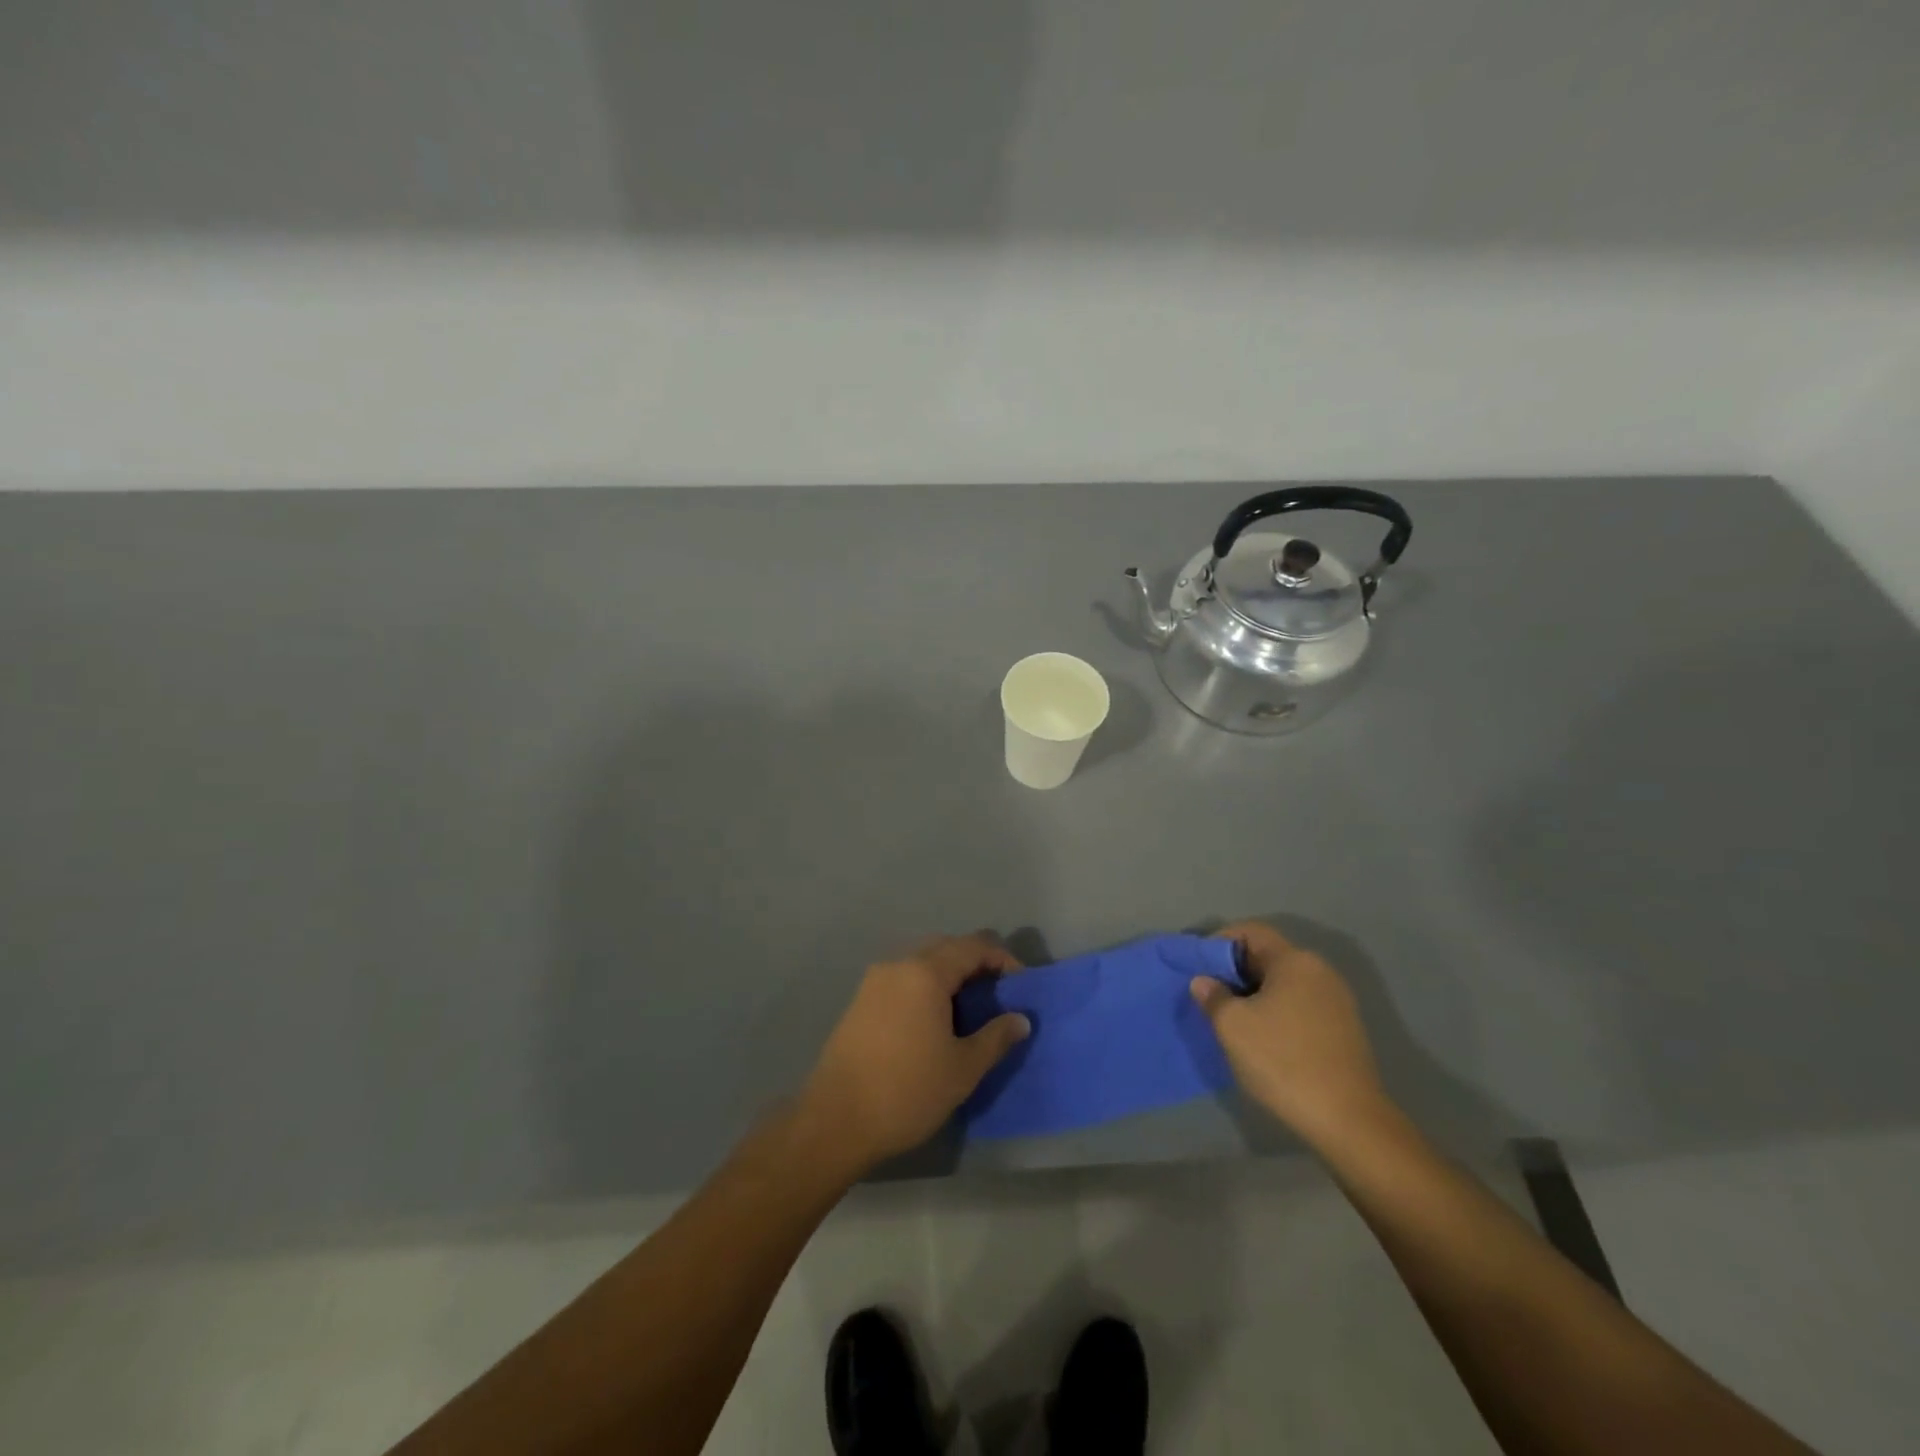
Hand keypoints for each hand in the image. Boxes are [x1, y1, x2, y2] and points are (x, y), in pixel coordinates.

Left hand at [799, 933, 1030, 1175]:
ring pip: (921, 962)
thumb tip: (1020, 1019)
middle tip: (997, 994)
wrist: (836, 1120)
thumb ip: (996, 1037)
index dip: (1002, 959)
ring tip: (968, 1009)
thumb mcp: (963, 1068)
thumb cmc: (907, 1091)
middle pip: (946, 947)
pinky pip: (902, 980)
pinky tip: (933, 1021)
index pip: (973, 946)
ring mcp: (874, 982)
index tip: (1020, 985)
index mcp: (925, 973)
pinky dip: (925, 987)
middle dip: (975, 964)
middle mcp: (898, 965)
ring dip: (949, 975)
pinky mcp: (859, 1002)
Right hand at [1190, 921, 1392, 1151]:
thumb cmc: (1283, 1061)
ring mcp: (1337, 1001)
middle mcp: (1320, 971)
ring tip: (1231, 1021)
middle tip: (1209, 997)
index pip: (1249, 931)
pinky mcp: (1344, 1029)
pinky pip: (1299, 1005)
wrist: (1348, 1121)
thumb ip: (1212, 996)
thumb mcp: (1232, 1026)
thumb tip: (1204, 982)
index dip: (1218, 942)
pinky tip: (1262, 1040)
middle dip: (1233, 972)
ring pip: (1283, 983)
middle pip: (1267, 956)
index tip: (1198, 969)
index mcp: (1295, 961)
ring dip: (1254, 994)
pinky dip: (1275, 1012)